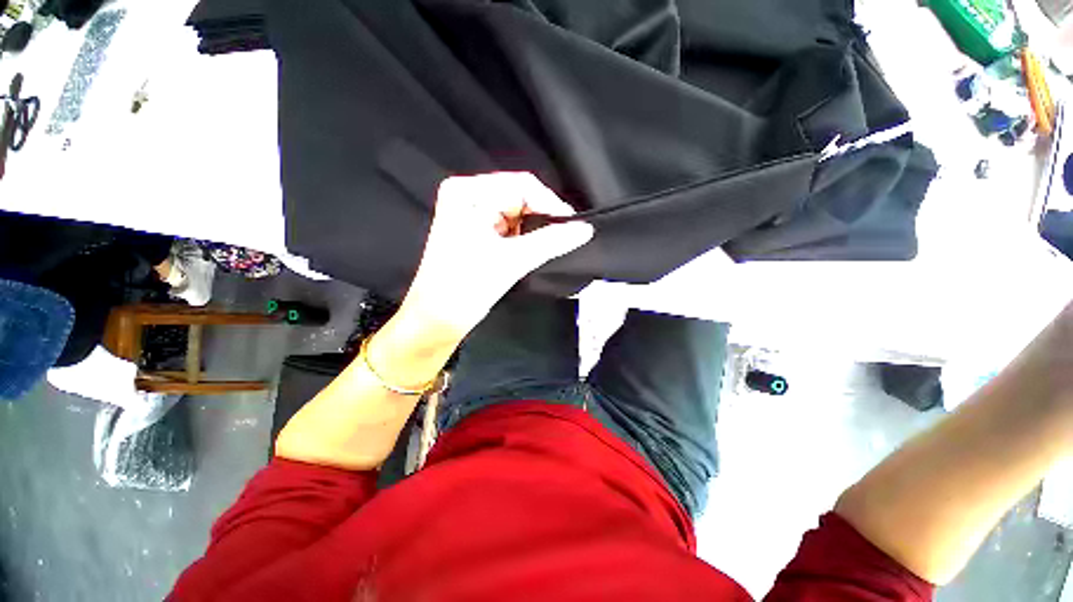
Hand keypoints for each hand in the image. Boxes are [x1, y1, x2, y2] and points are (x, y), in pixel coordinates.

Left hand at [400, 172, 593, 338]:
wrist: (437, 319)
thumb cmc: (466, 287)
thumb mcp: (512, 260)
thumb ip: (552, 241)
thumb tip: (585, 229)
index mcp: (469, 192)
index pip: (522, 185)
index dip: (551, 204)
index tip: (573, 226)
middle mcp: (468, 196)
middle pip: (520, 197)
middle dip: (542, 219)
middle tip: (563, 239)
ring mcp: (471, 214)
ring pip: (517, 214)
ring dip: (533, 230)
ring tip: (545, 248)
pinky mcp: (476, 231)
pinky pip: (509, 227)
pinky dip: (523, 238)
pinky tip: (528, 251)